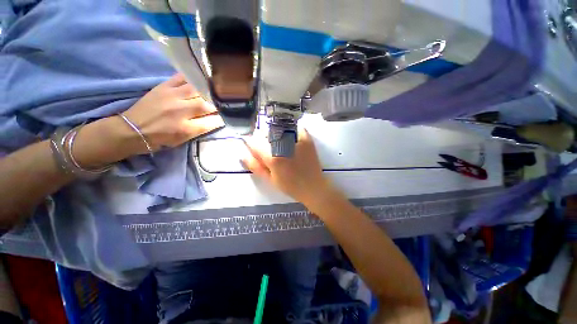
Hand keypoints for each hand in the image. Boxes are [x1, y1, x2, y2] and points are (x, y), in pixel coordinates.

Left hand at [122, 73, 224, 153]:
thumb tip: (217, 120)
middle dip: (218, 104)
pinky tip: (199, 77)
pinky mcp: (163, 87)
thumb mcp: (183, 139)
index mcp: (187, 128)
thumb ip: (201, 129)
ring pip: (197, 90)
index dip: (222, 118)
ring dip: (208, 90)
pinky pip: (181, 78)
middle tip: (223, 103)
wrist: (133, 129)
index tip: (227, 117)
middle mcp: (181, 111)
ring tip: (216, 89)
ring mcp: (172, 96)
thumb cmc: (161, 138)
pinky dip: (192, 77)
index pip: (212, 121)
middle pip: (206, 104)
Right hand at [242, 129, 334, 205]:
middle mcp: (284, 144)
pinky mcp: (307, 138)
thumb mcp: (270, 179)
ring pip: (278, 127)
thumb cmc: (290, 186)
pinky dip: (289, 130)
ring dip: (274, 133)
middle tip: (267, 147)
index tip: (252, 146)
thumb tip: (243, 154)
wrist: (313, 186)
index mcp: (273, 157)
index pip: (254, 141)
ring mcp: (297, 139)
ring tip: (278, 144)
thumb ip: (255, 166)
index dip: (250, 143)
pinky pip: (294, 127)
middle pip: (266, 132)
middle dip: (262, 137)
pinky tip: (289, 139)